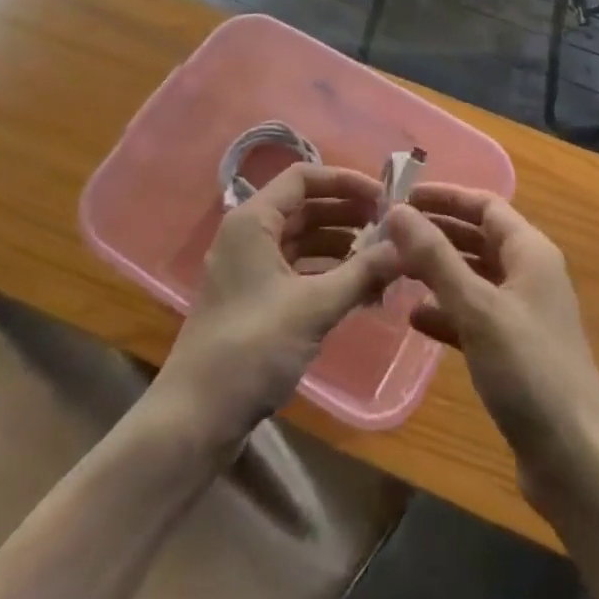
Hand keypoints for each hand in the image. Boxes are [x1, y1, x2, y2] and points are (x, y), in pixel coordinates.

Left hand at [157, 163, 402, 445]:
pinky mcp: (254, 300)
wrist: (194, 420)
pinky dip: (327, 273)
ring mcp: (250, 269)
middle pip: (306, 207)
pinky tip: (360, 290)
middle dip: (349, 215)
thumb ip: (361, 272)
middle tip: (391, 229)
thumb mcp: (313, 307)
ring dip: (342, 246)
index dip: (346, 182)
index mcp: (254, 220)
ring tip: (383, 261)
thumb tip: (405, 246)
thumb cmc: (252, 348)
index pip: (305, 177)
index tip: (384, 198)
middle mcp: (249, 235)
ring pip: (304, 240)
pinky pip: (298, 270)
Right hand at [385, 186, 598, 509]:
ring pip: (475, 277)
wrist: (575, 459)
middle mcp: (530, 274)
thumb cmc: (528, 370)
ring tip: (394, 270)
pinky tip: (414, 318)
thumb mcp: (477, 308)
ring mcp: (524, 313)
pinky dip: (447, 311)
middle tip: (390, 233)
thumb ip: (435, 257)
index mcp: (531, 251)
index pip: (485, 205)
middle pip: (479, 238)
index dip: (446, 197)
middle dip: (437, 233)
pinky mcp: (515, 350)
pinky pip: (475, 315)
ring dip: (438, 271)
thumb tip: (397, 210)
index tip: (403, 196)